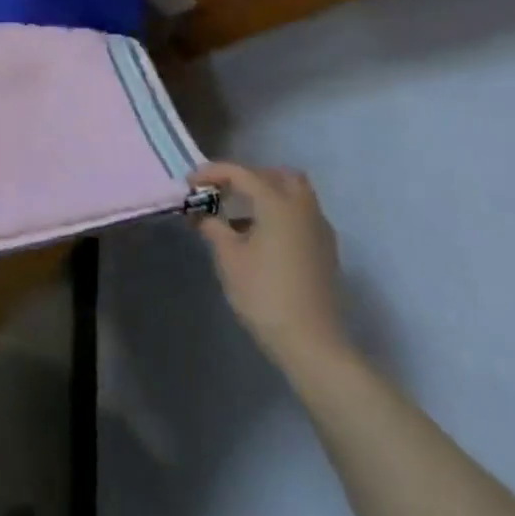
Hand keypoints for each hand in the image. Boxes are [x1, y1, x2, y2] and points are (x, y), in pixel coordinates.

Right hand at [191, 163, 350, 372]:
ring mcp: (319, 230)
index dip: (212, 173)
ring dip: (265, 194)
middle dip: (246, 177)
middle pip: (277, 175)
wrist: (311, 342)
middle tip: (221, 192)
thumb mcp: (228, 257)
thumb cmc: (263, 293)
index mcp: (278, 204)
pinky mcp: (325, 250)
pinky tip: (259, 237)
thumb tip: (202, 214)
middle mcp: (303, 209)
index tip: (189, 184)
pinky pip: (300, 215)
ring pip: (294, 194)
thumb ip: (212, 226)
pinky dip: (279, 213)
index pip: (242, 173)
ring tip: (237, 215)